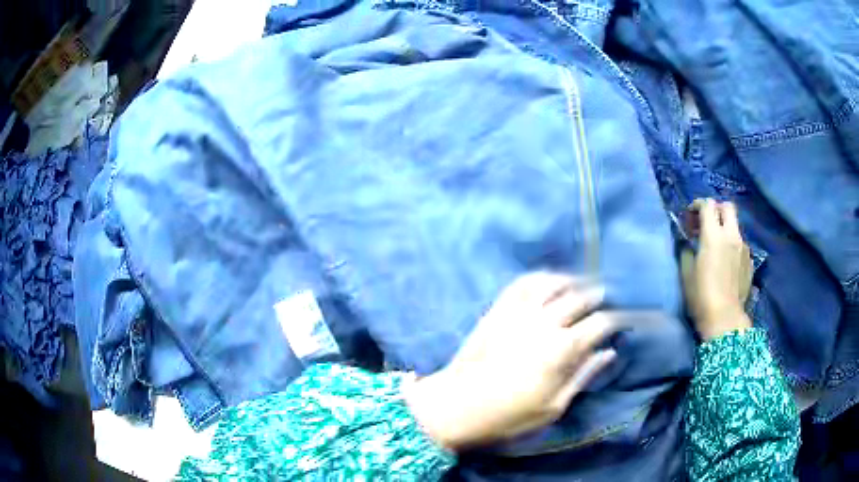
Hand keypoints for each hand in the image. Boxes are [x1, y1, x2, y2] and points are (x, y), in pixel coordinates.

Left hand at [404, 273, 620, 450]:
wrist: (456, 406)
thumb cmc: (508, 416)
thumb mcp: (553, 407)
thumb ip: (583, 375)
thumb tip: (608, 352)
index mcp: (562, 349)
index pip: (599, 324)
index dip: (616, 320)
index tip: (623, 321)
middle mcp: (544, 323)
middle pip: (579, 298)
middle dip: (597, 296)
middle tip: (605, 298)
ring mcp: (518, 312)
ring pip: (552, 284)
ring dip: (571, 280)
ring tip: (581, 284)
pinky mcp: (498, 310)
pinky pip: (522, 283)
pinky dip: (540, 277)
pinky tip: (548, 280)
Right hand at [681, 199, 752, 340]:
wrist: (725, 319)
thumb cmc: (701, 296)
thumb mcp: (686, 272)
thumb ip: (686, 250)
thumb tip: (688, 242)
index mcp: (714, 235)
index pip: (708, 205)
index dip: (697, 205)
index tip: (690, 216)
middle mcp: (731, 235)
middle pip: (727, 206)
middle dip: (716, 209)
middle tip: (706, 222)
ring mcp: (744, 248)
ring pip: (735, 226)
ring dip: (725, 229)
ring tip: (717, 246)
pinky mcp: (750, 261)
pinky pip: (740, 244)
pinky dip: (732, 246)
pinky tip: (726, 262)